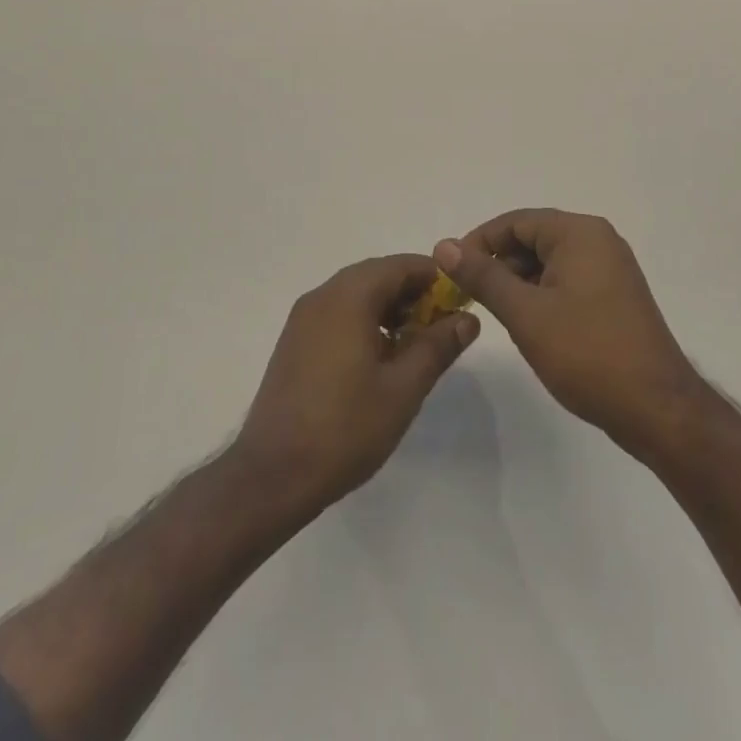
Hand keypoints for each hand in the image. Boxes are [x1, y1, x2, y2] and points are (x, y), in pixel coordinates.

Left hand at [233, 254, 479, 510]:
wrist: (273, 474)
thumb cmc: (345, 427)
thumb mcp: (404, 389)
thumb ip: (437, 347)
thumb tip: (467, 318)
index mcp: (349, 296)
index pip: (401, 265)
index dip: (435, 277)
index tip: (461, 301)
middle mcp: (323, 295)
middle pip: (377, 275)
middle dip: (413, 294)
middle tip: (443, 326)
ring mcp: (304, 318)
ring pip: (356, 294)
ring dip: (389, 308)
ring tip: (416, 345)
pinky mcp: (295, 341)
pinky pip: (338, 313)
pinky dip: (365, 321)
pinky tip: (380, 358)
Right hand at [435, 210, 702, 455]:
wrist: (657, 410)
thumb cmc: (587, 353)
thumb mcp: (525, 313)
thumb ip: (482, 276)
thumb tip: (444, 245)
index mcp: (579, 233)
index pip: (515, 221)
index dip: (478, 242)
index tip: (451, 271)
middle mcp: (598, 241)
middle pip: (533, 238)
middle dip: (498, 264)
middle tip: (469, 297)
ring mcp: (610, 269)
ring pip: (548, 262)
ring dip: (518, 282)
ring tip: (496, 314)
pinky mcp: (614, 297)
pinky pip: (567, 281)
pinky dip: (541, 294)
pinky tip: (528, 324)